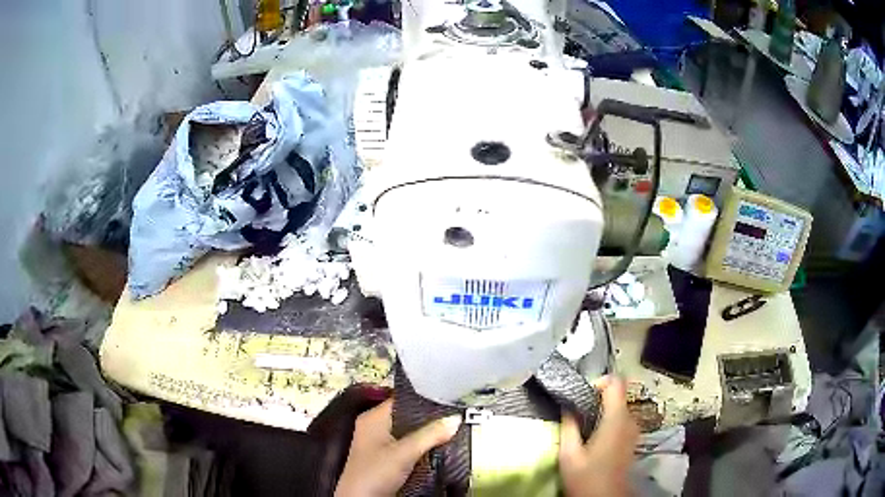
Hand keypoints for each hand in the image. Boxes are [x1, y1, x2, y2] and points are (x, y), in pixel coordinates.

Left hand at [335, 399, 461, 496]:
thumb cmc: (375, 473)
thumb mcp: (404, 453)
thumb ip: (430, 434)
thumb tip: (455, 418)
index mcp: (373, 418)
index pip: (402, 399)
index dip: (425, 397)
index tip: (450, 397)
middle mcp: (375, 427)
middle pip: (407, 416)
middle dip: (430, 417)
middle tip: (456, 415)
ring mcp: (380, 443)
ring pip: (409, 432)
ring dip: (428, 433)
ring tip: (454, 428)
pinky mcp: (386, 458)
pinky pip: (408, 446)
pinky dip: (422, 446)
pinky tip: (440, 446)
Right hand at [559, 376, 638, 496]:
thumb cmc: (587, 479)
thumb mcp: (569, 455)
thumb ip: (569, 426)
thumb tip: (567, 405)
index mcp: (616, 419)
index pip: (615, 382)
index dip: (598, 382)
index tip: (581, 396)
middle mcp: (630, 420)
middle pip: (617, 395)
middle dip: (596, 399)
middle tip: (576, 414)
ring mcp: (634, 430)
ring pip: (618, 408)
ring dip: (601, 411)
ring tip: (582, 428)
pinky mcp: (632, 439)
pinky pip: (621, 420)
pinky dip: (607, 421)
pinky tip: (593, 439)